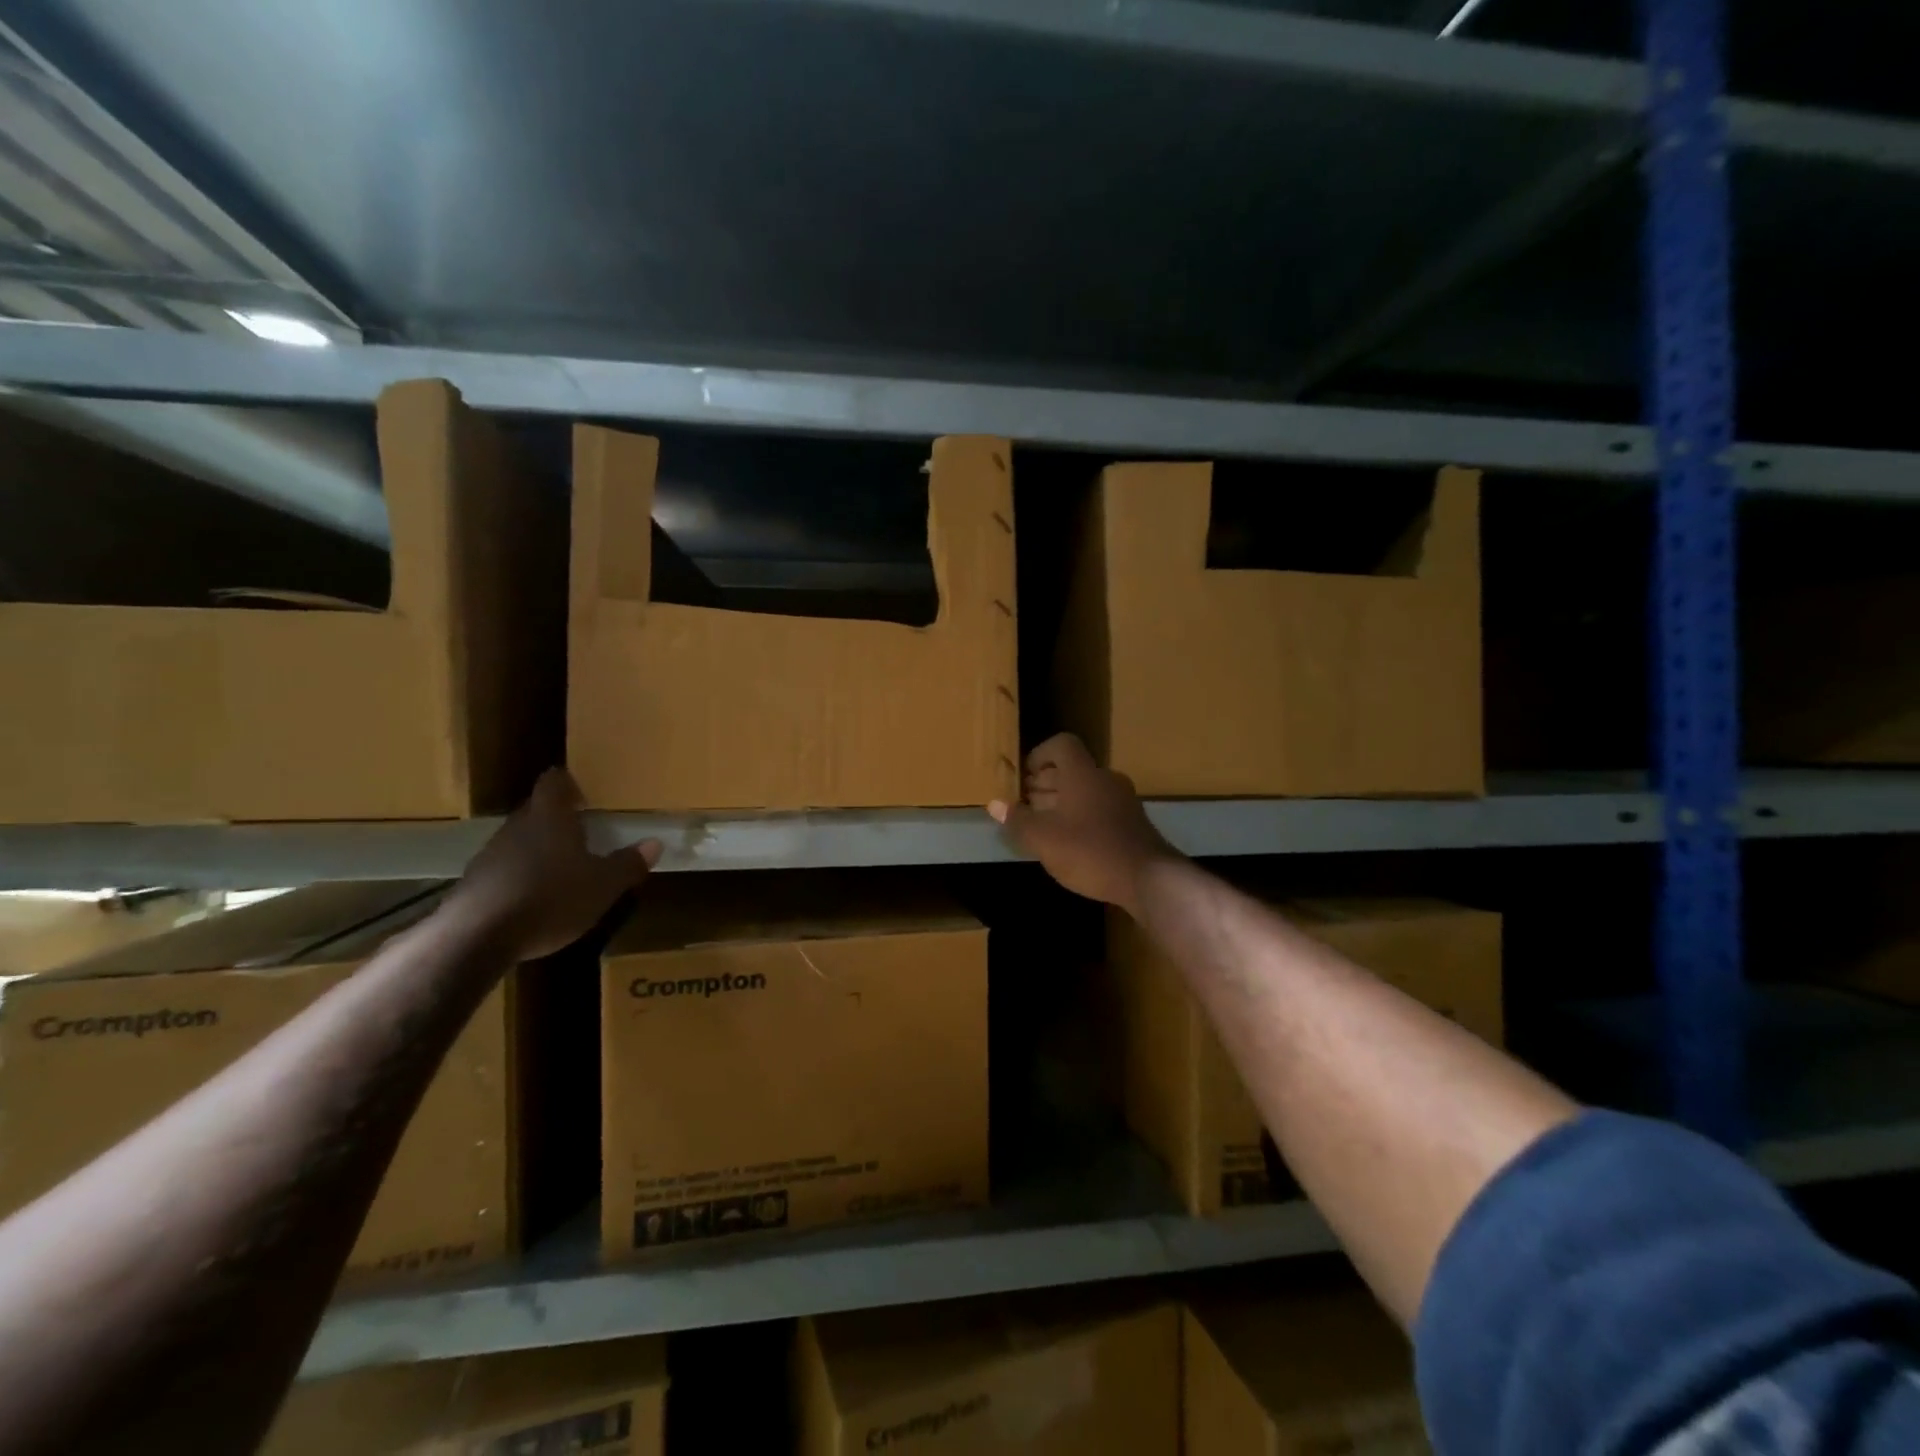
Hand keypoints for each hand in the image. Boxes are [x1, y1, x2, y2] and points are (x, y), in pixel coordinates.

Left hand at [446, 769, 661, 959]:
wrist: (477, 938)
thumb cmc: (551, 898)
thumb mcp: (603, 885)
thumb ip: (628, 863)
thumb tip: (654, 843)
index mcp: (550, 816)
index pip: (555, 781)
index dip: (570, 783)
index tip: (586, 794)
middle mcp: (517, 826)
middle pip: (538, 810)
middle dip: (559, 819)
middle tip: (584, 832)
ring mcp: (491, 854)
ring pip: (521, 840)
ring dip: (540, 849)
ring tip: (563, 869)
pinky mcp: (474, 883)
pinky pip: (505, 869)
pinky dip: (521, 876)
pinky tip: (536, 899)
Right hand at [988, 734, 1178, 914]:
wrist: (1149, 880)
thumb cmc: (1090, 851)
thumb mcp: (1043, 839)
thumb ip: (1017, 820)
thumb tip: (995, 804)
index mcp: (1083, 773)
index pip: (1062, 745)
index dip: (1039, 755)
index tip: (1023, 776)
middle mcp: (1105, 779)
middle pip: (1072, 769)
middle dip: (1045, 783)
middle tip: (1024, 804)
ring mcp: (1123, 801)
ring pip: (1086, 791)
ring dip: (1062, 802)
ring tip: (1042, 825)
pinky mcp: (1133, 824)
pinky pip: (1100, 809)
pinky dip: (1081, 817)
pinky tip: (1069, 843)